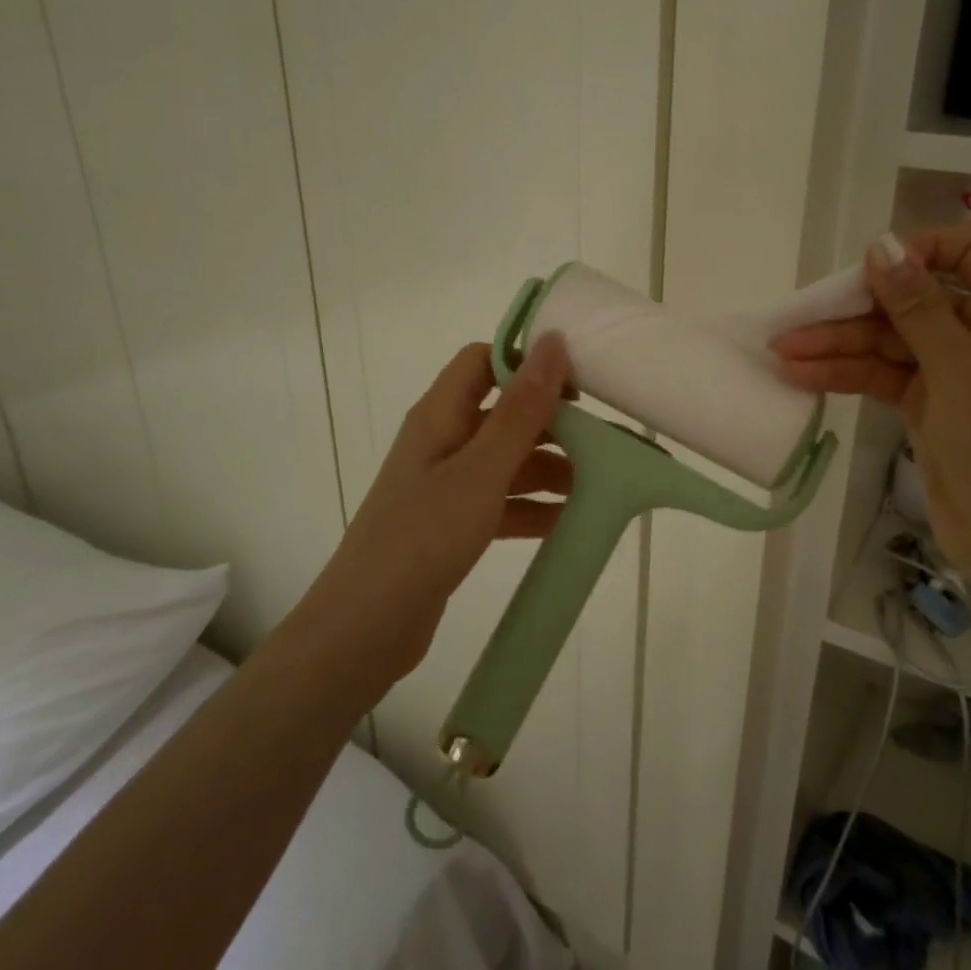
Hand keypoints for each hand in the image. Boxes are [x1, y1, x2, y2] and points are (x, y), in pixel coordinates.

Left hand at [297, 336, 571, 702]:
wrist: (366, 627)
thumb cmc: (423, 536)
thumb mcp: (481, 470)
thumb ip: (521, 410)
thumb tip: (552, 342)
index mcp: (440, 415)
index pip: (484, 361)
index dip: (528, 363)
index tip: (578, 384)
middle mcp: (442, 441)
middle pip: (504, 413)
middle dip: (552, 424)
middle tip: (604, 441)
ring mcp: (446, 485)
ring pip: (508, 461)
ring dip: (549, 469)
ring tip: (598, 484)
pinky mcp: (453, 523)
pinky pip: (502, 502)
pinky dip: (532, 507)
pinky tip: (568, 521)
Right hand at [772, 227, 970, 599]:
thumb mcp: (957, 365)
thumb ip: (916, 304)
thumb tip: (882, 244)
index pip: (967, 250)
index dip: (919, 251)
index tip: (872, 269)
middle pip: (912, 300)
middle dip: (854, 310)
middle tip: (797, 317)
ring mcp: (950, 370)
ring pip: (888, 342)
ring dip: (838, 346)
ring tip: (782, 351)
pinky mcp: (925, 403)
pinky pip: (881, 376)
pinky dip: (846, 375)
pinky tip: (802, 375)